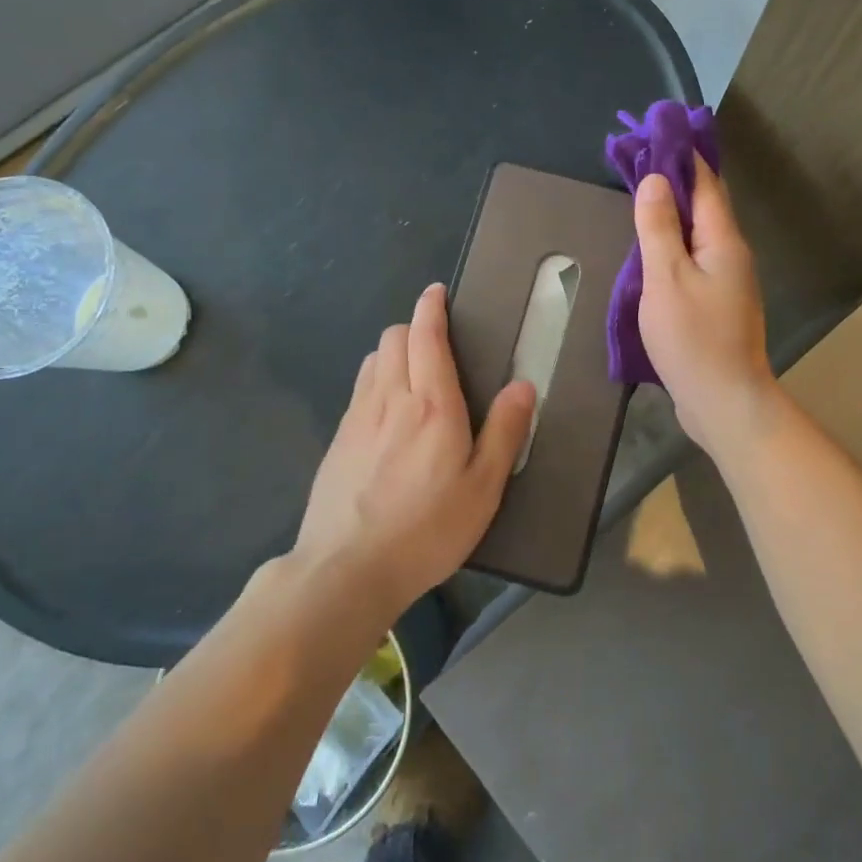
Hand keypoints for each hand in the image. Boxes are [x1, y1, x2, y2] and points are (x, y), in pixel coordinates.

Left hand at [292, 284, 535, 617]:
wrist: (346, 569)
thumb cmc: (426, 529)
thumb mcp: (483, 488)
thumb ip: (504, 432)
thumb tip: (523, 385)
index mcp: (432, 405)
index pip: (426, 336)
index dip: (431, 308)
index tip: (436, 292)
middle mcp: (390, 399)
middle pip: (393, 339)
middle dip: (413, 328)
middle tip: (435, 345)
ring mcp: (357, 418)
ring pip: (372, 361)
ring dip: (393, 353)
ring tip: (412, 376)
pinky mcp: (337, 440)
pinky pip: (358, 390)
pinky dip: (375, 381)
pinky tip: (387, 415)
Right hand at [634, 153, 778, 453]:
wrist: (724, 401)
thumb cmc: (693, 338)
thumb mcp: (666, 278)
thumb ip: (658, 229)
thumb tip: (655, 180)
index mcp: (723, 241)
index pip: (704, 183)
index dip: (682, 156)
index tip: (657, 132)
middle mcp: (732, 255)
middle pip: (703, 207)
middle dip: (675, 181)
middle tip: (639, 163)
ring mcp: (728, 282)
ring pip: (698, 236)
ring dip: (673, 215)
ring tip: (641, 200)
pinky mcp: (718, 305)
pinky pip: (694, 262)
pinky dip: (674, 246)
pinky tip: (654, 253)